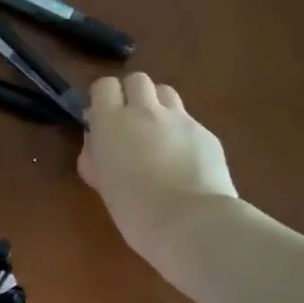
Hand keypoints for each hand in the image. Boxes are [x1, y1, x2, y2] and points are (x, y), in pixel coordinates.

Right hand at [79, 74, 237, 265]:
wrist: (192, 223)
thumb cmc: (134, 211)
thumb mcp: (103, 183)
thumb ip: (97, 156)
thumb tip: (97, 141)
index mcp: (111, 122)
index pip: (104, 86)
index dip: (103, 99)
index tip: (102, 119)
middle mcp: (145, 111)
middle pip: (137, 79)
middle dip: (131, 95)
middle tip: (130, 123)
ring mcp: (180, 119)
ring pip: (166, 92)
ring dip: (157, 105)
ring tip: (158, 134)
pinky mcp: (206, 133)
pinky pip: (188, 121)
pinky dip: (182, 132)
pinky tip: (184, 160)